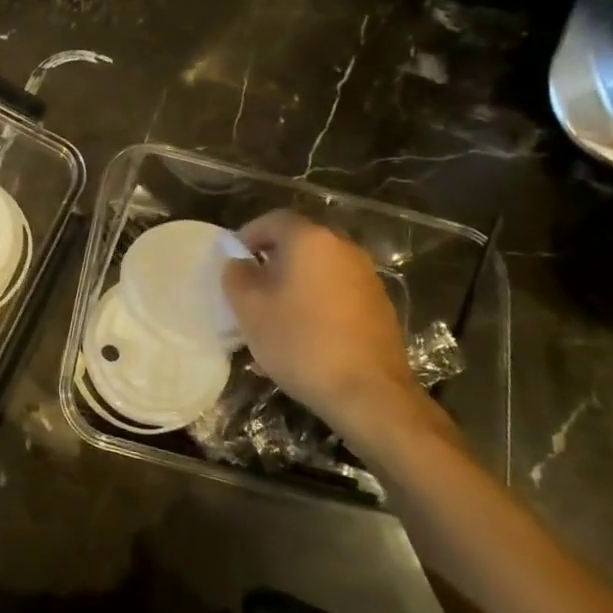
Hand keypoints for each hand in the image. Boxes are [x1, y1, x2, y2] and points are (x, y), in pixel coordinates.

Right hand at [221, 210, 446, 454]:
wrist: (368, 392)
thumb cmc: (300, 342)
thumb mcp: (250, 309)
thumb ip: (237, 275)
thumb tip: (240, 263)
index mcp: (310, 239)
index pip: (272, 220)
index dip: (247, 236)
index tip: (233, 261)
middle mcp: (342, 247)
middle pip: (299, 240)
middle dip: (272, 258)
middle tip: (252, 286)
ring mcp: (366, 274)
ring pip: (319, 265)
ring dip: (296, 279)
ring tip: (277, 311)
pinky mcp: (379, 302)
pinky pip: (338, 287)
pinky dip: (318, 297)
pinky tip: (307, 329)